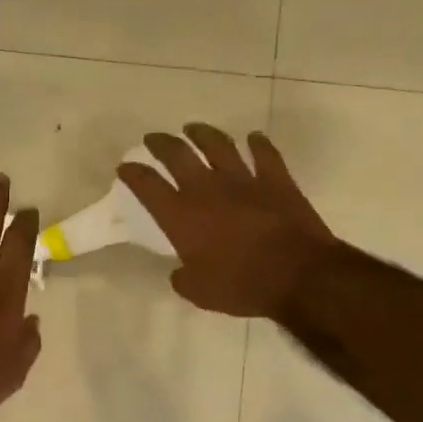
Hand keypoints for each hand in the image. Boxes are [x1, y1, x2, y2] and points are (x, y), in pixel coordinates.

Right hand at [119, 125, 342, 318]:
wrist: (298, 275)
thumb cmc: (241, 286)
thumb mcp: (199, 292)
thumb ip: (183, 277)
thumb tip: (180, 271)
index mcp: (181, 216)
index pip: (147, 186)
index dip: (133, 174)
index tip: (124, 167)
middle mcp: (207, 189)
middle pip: (177, 155)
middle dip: (161, 143)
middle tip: (153, 138)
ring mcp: (243, 180)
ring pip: (218, 144)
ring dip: (203, 133)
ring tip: (193, 129)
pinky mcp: (276, 180)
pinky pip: (264, 153)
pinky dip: (257, 143)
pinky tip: (253, 138)